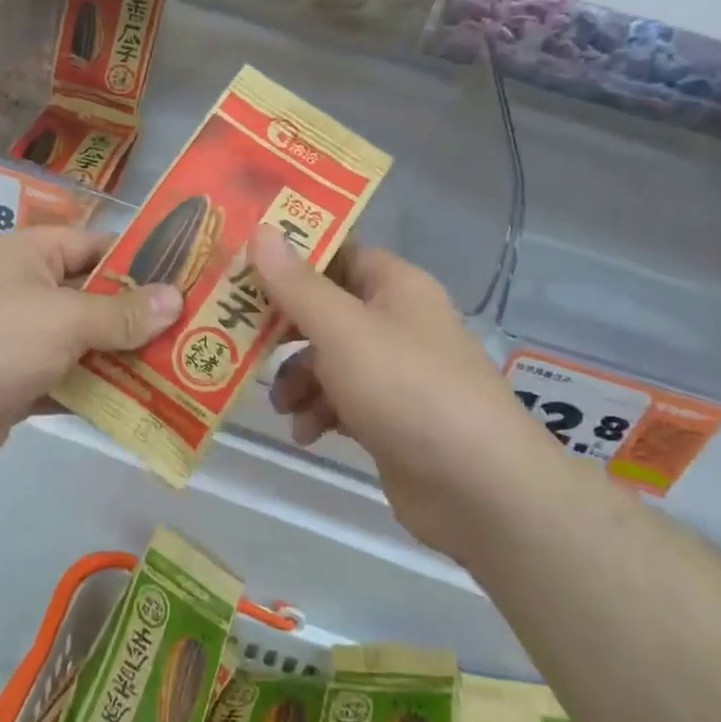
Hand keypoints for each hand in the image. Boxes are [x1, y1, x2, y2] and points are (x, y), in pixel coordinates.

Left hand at [0, 227, 182, 482]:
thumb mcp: (64, 317)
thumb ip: (122, 312)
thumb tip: (175, 299)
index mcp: (30, 255)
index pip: (95, 245)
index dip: (140, 259)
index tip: (187, 276)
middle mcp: (26, 291)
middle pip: (94, 297)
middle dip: (140, 315)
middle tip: (197, 329)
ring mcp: (21, 341)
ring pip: (85, 343)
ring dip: (125, 357)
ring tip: (184, 367)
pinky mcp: (19, 386)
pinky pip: (70, 381)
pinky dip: (100, 391)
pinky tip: (145, 403)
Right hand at [249, 227, 538, 547]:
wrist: (480, 489)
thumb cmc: (407, 389)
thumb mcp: (342, 330)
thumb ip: (296, 284)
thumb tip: (261, 231)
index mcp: (394, 285)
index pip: (336, 253)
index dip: (290, 258)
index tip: (242, 270)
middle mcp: (396, 321)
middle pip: (325, 308)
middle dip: (283, 328)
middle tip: (240, 337)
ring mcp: (395, 372)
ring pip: (328, 359)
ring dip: (297, 378)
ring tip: (282, 405)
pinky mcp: (390, 417)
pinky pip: (341, 400)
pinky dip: (319, 411)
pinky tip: (306, 433)